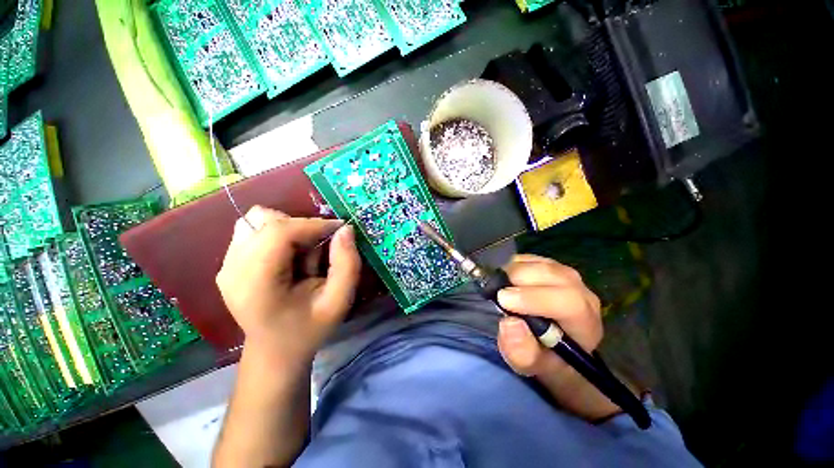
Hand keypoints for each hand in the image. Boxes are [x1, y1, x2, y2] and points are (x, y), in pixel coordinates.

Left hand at [216, 206, 360, 362]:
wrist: (275, 350)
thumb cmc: (309, 329)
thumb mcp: (339, 301)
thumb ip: (347, 265)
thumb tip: (345, 229)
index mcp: (256, 283)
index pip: (279, 232)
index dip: (313, 224)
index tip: (340, 229)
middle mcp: (232, 268)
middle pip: (267, 220)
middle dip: (303, 228)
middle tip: (321, 250)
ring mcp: (226, 264)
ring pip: (259, 220)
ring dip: (289, 229)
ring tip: (302, 254)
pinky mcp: (229, 262)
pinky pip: (255, 230)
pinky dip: (278, 235)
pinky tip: (288, 257)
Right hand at [496, 254, 618, 420]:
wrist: (554, 344)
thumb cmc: (544, 357)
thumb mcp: (531, 365)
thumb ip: (522, 353)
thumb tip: (510, 322)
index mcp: (584, 322)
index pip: (568, 302)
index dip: (534, 298)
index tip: (503, 300)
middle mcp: (581, 293)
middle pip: (553, 275)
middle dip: (519, 280)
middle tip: (497, 292)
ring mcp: (566, 276)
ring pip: (541, 263)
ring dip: (514, 271)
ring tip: (501, 287)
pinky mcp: (551, 266)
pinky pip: (531, 258)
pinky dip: (514, 265)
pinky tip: (508, 280)